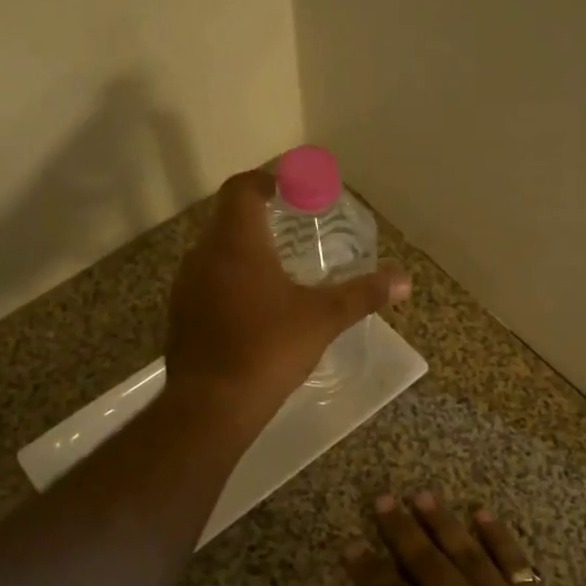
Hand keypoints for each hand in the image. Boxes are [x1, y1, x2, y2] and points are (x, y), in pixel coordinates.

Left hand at [165, 170, 409, 426]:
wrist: (213, 405)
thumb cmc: (269, 348)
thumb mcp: (323, 318)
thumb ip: (363, 294)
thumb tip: (405, 280)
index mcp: (236, 243)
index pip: (241, 189)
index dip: (264, 180)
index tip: (288, 186)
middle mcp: (203, 256)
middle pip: (227, 220)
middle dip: (258, 218)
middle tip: (291, 228)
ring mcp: (186, 287)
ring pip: (214, 254)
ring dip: (242, 253)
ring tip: (276, 268)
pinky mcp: (180, 317)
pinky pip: (206, 284)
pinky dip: (229, 282)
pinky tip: (253, 308)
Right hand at [329, 492, 585, 585]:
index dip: (371, 573)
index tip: (351, 546)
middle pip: (428, 565)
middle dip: (402, 531)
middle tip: (383, 500)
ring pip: (467, 554)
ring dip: (443, 523)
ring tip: (423, 495)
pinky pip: (514, 561)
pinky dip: (498, 536)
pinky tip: (482, 513)